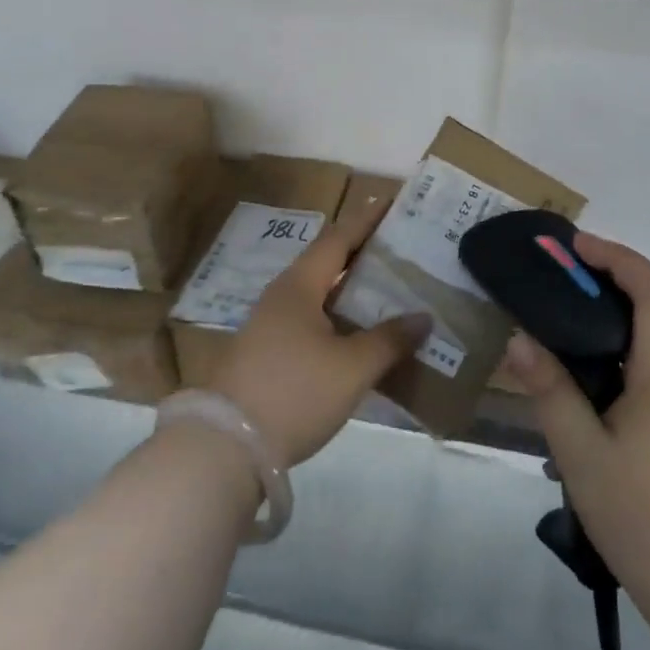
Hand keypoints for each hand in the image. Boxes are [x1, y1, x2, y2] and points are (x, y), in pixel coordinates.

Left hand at [209, 199, 427, 468]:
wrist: (226, 446)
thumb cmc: (294, 392)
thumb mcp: (352, 368)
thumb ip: (389, 340)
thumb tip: (423, 317)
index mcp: (299, 286)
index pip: (338, 239)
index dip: (366, 221)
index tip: (392, 203)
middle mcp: (282, 297)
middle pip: (328, 264)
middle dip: (364, 255)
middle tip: (402, 251)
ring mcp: (270, 327)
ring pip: (320, 296)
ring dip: (352, 292)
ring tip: (390, 291)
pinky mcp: (268, 355)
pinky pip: (312, 323)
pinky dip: (340, 319)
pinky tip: (361, 336)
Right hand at [499, 233, 649, 621]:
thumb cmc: (645, 518)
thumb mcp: (581, 453)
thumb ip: (550, 391)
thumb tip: (520, 340)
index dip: (618, 257)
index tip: (576, 246)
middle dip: (605, 286)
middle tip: (553, 284)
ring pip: (648, 351)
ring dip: (607, 328)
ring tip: (554, 336)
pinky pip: (649, 380)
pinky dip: (615, 364)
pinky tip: (581, 395)